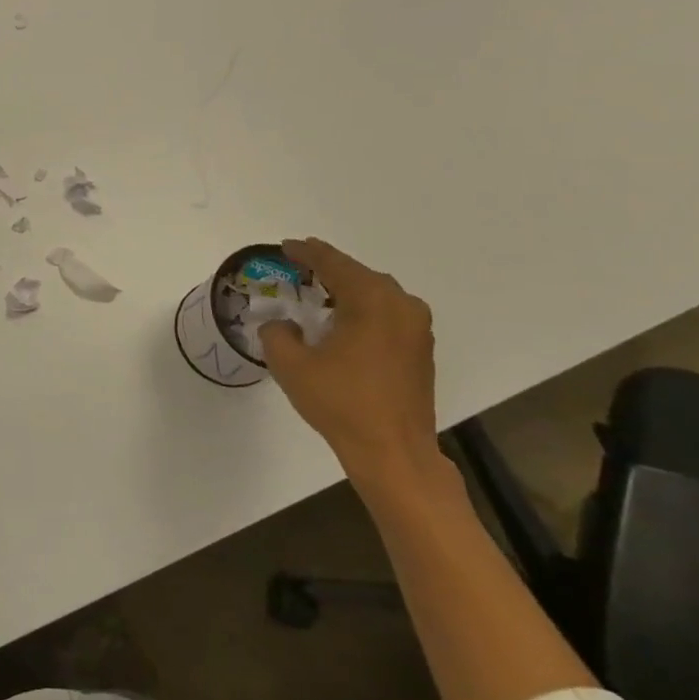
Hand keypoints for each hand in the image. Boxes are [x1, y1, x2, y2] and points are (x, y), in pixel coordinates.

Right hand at [260, 238, 439, 481]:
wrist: (394, 452)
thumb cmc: (341, 403)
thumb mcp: (291, 365)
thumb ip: (277, 334)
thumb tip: (282, 325)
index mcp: (371, 300)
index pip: (333, 264)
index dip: (306, 253)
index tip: (285, 246)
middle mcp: (401, 305)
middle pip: (358, 274)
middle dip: (327, 269)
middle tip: (298, 267)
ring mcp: (417, 328)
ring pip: (376, 294)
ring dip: (347, 290)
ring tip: (318, 293)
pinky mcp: (421, 350)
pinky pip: (387, 314)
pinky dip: (363, 310)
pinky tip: (343, 323)